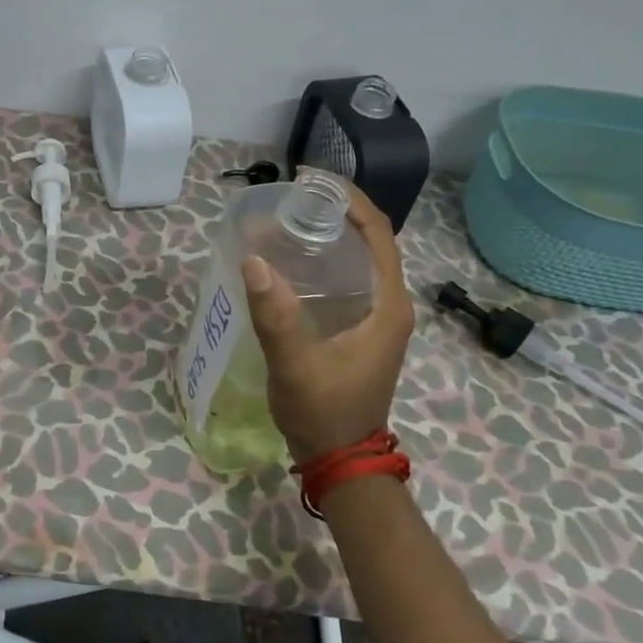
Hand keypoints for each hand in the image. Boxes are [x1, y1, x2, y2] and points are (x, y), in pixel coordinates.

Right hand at [240, 186, 415, 463]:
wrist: (341, 461)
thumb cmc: (325, 411)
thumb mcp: (296, 365)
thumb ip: (276, 315)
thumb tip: (253, 259)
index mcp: (387, 305)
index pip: (378, 234)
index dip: (349, 200)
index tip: (311, 182)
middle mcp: (388, 305)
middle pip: (370, 240)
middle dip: (334, 212)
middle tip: (290, 199)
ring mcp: (376, 318)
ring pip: (358, 260)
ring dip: (329, 235)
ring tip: (286, 220)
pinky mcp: (360, 330)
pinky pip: (346, 280)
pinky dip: (324, 260)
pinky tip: (290, 262)